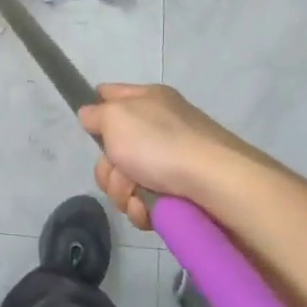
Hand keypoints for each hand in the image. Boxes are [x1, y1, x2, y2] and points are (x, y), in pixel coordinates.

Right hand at [76, 83, 268, 229]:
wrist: (217, 185)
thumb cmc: (161, 144)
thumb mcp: (116, 117)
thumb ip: (96, 114)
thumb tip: (90, 115)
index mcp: (148, 100)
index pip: (109, 94)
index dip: (95, 110)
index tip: (89, 129)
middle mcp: (160, 127)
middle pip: (112, 148)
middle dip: (109, 168)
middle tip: (120, 172)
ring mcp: (171, 161)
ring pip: (125, 179)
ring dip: (123, 192)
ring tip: (139, 197)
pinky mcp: (180, 192)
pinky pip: (145, 201)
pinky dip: (142, 208)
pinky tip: (148, 212)